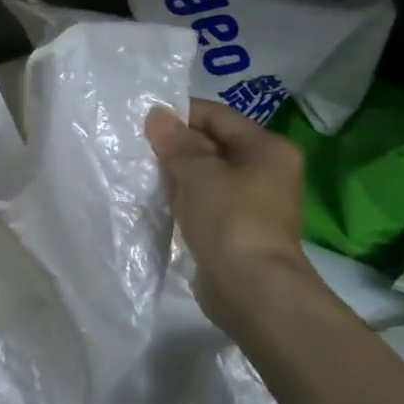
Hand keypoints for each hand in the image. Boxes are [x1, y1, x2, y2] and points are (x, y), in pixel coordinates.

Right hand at [145, 100, 316, 333]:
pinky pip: (203, 202)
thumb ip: (176, 142)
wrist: (251, 288)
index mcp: (267, 148)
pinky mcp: (234, 229)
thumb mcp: (199, 173)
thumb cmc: (230, 220)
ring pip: (205, 176)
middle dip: (175, 147)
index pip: (217, 116)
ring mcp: (251, 202)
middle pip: (212, 145)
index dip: (179, 116)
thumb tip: (157, 114)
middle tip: (137, 149)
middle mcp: (264, 171)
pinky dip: (181, 200)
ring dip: (175, 175)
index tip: (143, 123)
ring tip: (141, 174)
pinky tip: (156, 202)